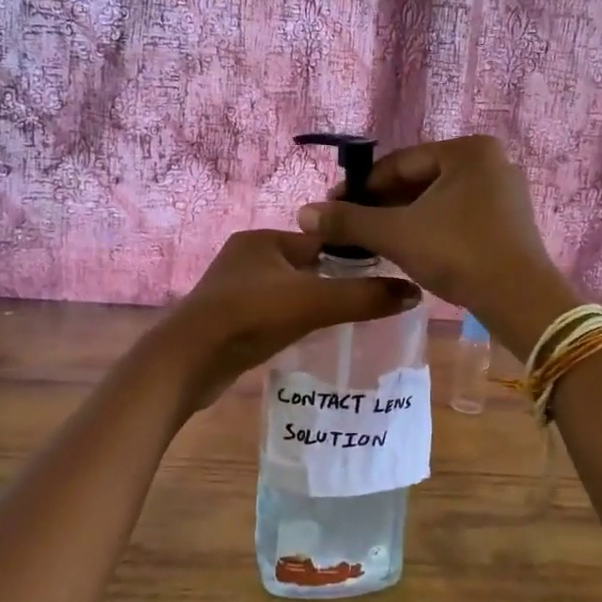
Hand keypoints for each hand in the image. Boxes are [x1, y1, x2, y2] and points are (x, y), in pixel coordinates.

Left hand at [147, 230, 421, 409]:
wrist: (187, 362)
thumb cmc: (250, 318)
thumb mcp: (314, 302)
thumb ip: (364, 297)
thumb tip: (414, 292)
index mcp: (264, 239)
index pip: (321, 240)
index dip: (352, 257)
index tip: (382, 276)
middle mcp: (247, 257)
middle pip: (306, 266)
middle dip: (333, 283)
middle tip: (368, 304)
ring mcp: (233, 289)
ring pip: (289, 291)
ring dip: (312, 304)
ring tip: (344, 324)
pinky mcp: (228, 319)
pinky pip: (271, 313)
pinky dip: (290, 322)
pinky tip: (308, 338)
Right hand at [294, 136, 577, 358]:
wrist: (521, 300)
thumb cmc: (458, 253)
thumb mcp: (397, 234)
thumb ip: (349, 220)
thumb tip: (303, 213)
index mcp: (468, 150)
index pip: (399, 163)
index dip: (360, 187)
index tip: (332, 208)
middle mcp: (490, 162)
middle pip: (418, 180)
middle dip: (382, 205)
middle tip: (349, 228)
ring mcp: (503, 192)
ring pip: (436, 201)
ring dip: (402, 219)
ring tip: (371, 241)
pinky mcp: (507, 221)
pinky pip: (456, 215)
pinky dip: (428, 228)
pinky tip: (406, 248)